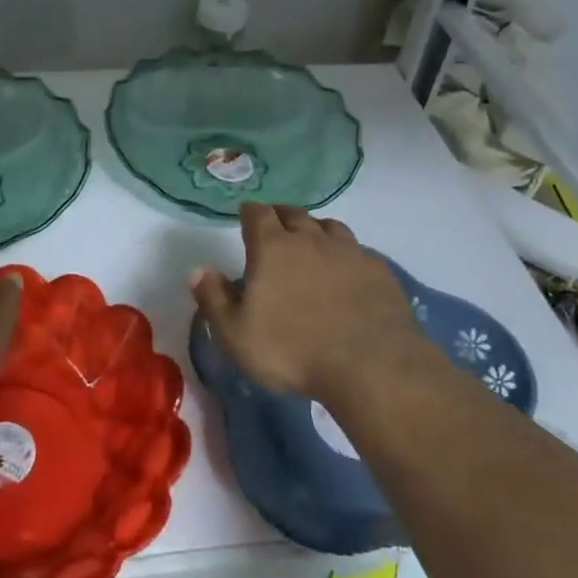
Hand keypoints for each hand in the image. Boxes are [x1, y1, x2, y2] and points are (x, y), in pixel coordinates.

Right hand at [191, 203, 421, 399]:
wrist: (371, 365)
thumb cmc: (293, 350)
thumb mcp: (236, 334)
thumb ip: (214, 299)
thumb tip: (198, 270)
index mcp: (273, 248)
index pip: (257, 214)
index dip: (249, 212)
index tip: (245, 215)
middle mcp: (311, 239)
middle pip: (294, 214)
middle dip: (281, 216)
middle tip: (275, 225)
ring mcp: (349, 252)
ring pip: (329, 227)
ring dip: (316, 229)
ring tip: (311, 242)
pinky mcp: (379, 271)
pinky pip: (358, 251)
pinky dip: (347, 254)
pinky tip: (347, 271)